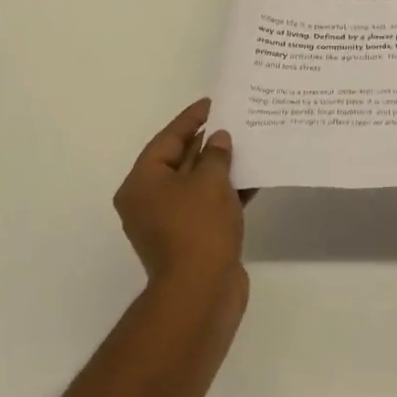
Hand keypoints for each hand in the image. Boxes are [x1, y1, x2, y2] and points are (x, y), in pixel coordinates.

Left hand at [114, 99, 247, 298]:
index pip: (167, 139)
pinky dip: (227, 192)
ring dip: (221, 167)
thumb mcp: (209, 182)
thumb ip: (215, 154)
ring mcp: (170, 222)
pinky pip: (208, 205)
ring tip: (249, 143)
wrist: (201, 294)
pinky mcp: (191, 239)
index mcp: (142, 183)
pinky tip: (253, 177)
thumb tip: (219, 140)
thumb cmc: (198, 228)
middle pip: (180, 160)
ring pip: (197, 184)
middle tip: (234, 120)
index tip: (213, 103)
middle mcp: (149, 201)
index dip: (191, 119)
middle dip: (208, 142)